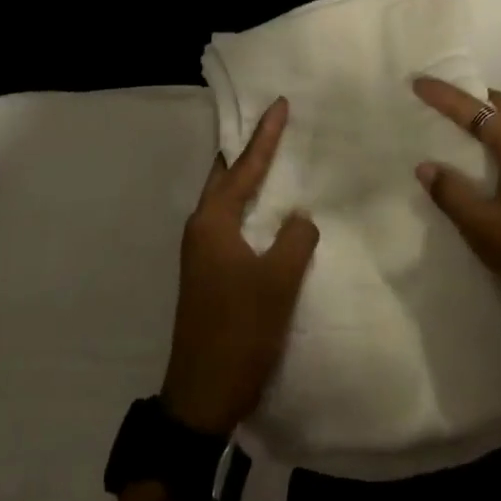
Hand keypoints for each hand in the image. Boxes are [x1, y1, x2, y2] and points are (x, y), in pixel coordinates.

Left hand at [162, 97, 318, 435]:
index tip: (280, 104)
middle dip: (249, 149)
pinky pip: (232, 224)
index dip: (265, 136)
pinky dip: (250, 207)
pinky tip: (269, 211)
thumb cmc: (240, 331)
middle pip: (226, 176)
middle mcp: (201, 230)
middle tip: (273, 123)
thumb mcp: (278, 281)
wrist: (202, 395)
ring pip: (228, 201)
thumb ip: (295, 238)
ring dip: (248, 178)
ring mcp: (202, 253)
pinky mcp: (209, 273)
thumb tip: (299, 217)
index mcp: (212, 223)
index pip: (244, 167)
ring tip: (274, 157)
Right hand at [413, 77, 500, 370]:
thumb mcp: (485, 229)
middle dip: (467, 100)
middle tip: (432, 102)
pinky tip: (472, 165)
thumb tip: (426, 165)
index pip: (481, 110)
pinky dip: (491, 144)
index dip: (448, 96)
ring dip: (480, 122)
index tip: (418, 84)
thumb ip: (453, 194)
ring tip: (445, 129)